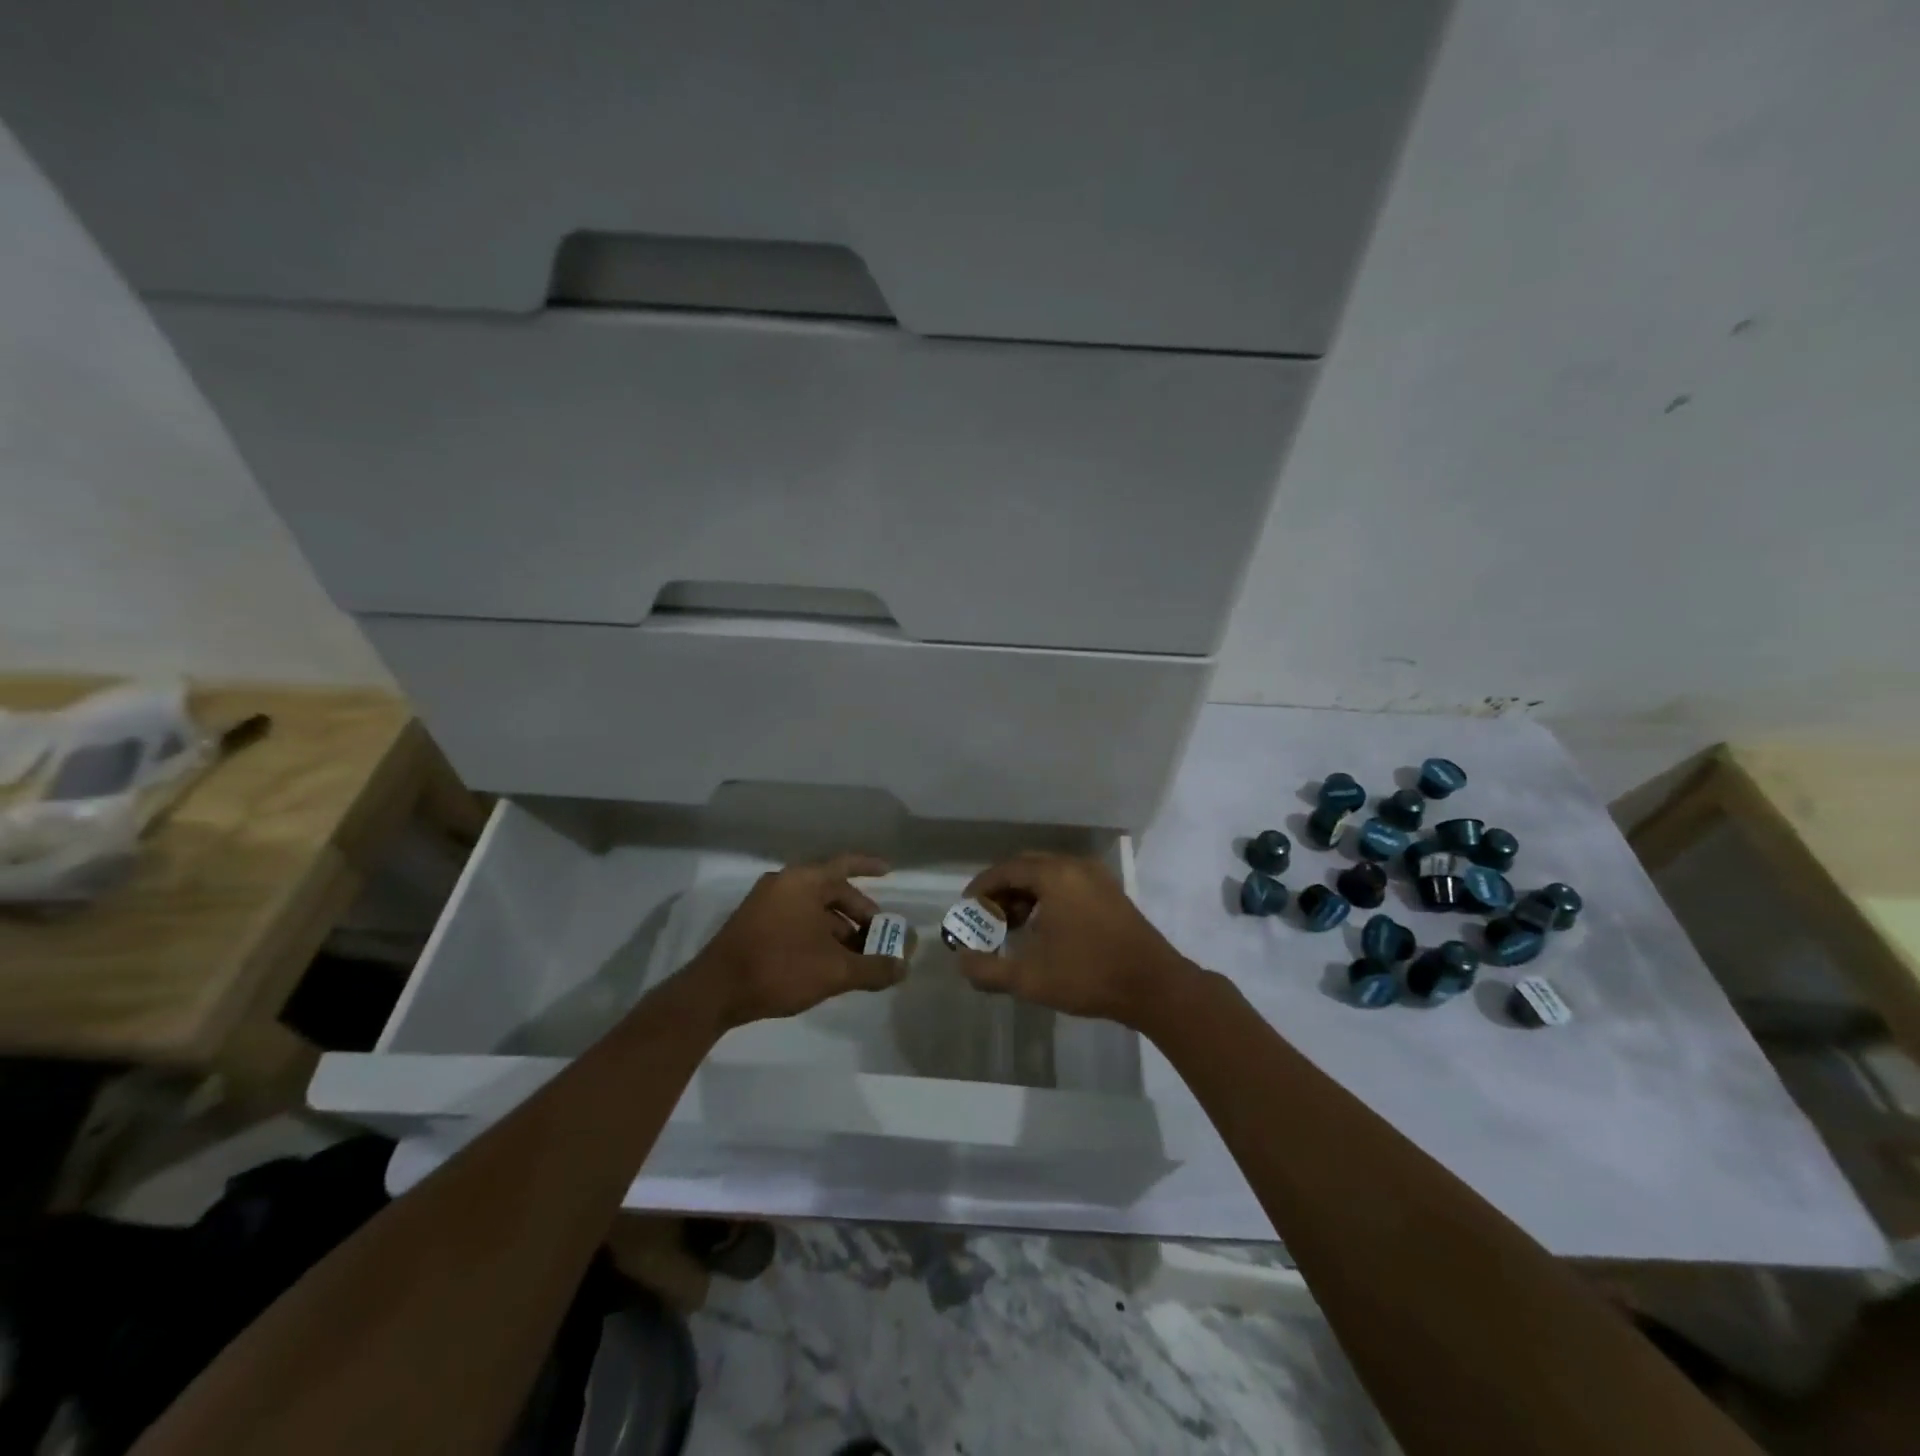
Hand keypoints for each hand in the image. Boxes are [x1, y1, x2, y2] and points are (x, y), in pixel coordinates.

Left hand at [683, 854, 906, 1028]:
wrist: (714, 992)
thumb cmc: (778, 968)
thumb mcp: (834, 971)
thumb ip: (874, 968)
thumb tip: (904, 967)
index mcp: (803, 881)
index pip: (845, 864)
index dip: (869, 866)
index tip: (889, 872)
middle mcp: (784, 884)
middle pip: (831, 890)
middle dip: (858, 913)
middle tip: (878, 935)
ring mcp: (765, 904)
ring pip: (813, 909)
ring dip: (839, 929)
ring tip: (858, 956)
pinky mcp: (754, 925)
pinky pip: (796, 920)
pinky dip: (817, 935)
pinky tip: (828, 962)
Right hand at [952, 852, 1197, 1031]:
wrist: (1153, 986)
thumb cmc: (1087, 975)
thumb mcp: (1029, 978)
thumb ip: (988, 970)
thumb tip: (963, 962)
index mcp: (1054, 876)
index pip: (1006, 870)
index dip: (981, 888)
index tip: (966, 908)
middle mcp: (1075, 867)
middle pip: (1027, 866)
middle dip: (1003, 889)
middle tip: (988, 916)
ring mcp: (1097, 878)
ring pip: (1050, 874)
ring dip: (1026, 893)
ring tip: (1014, 926)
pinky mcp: (1111, 893)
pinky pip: (1069, 883)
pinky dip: (1048, 897)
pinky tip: (1044, 928)